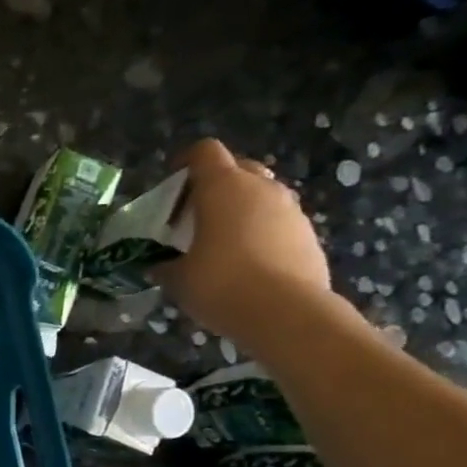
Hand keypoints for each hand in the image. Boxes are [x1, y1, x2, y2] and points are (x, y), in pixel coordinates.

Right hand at [153, 139, 336, 353]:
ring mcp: (290, 210)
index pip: (204, 152)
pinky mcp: (308, 234)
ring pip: (262, 195)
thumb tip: (158, 266)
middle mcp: (260, 188)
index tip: (172, 182)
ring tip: (222, 240)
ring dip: (241, 208)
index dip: (186, 162)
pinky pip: (279, 221)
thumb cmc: (221, 285)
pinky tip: (248, 262)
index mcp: (223, 188)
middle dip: (216, 184)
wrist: (287, 313)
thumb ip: (166, 265)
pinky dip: (261, 232)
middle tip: (195, 214)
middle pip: (238, 168)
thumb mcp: (178, 279)